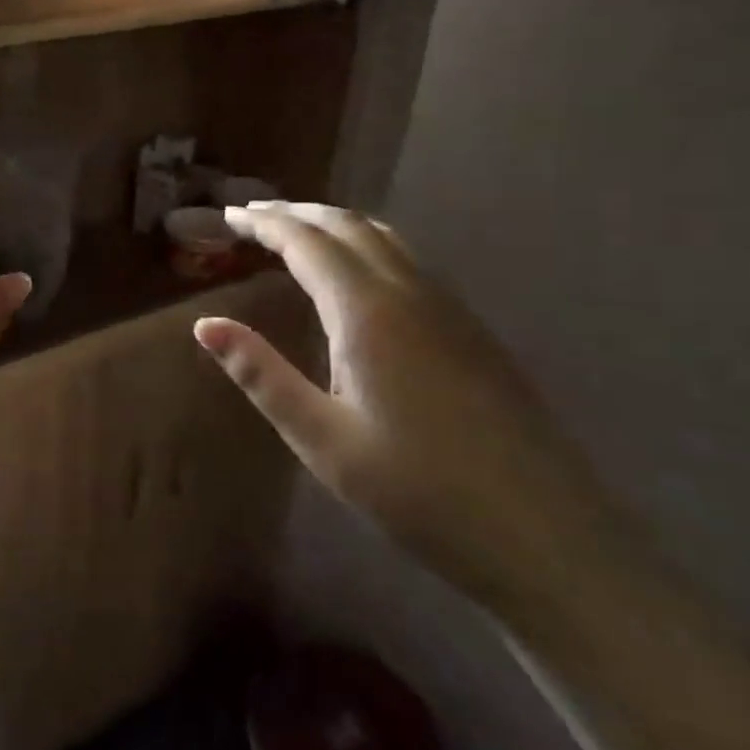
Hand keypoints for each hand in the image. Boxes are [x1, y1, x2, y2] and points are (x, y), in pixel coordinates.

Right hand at [196, 202, 621, 612]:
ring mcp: (451, 309)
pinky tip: (358, 275)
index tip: (228, 214)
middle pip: (348, 227)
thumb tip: (205, 325)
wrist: (544, 536)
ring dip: (335, 225)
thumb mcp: (320, 437)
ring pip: (385, 239)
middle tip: (253, 215)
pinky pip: (410, 262)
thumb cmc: (416, 491)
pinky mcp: (473, 331)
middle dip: (296, 214)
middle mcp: (411, 293)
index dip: (264, 223)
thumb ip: (260, 374)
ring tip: (297, 232)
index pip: (306, 243)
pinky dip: (368, 246)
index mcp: (368, 312)